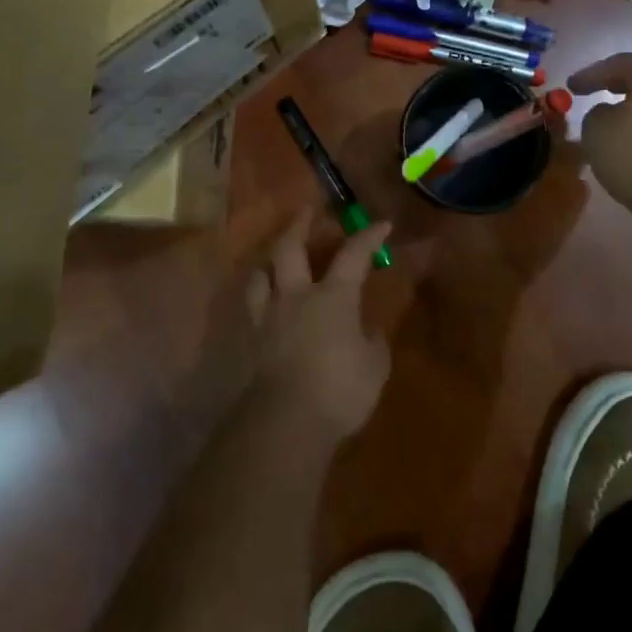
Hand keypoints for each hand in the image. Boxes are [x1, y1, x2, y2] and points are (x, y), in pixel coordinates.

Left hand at [243, 208, 393, 440]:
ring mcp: (268, 316)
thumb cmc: (339, 390)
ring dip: (269, 259)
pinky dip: (258, 295)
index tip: (382, 224)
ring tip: (274, 257)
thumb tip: (369, 329)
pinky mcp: (250, 340)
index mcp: (333, 297)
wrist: (285, 422)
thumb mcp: (373, 367)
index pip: (353, 256)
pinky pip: (251, 307)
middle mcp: (296, 296)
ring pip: (261, 273)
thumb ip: (372, 341)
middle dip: (299, 224)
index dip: (369, 237)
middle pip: (290, 248)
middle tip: (305, 210)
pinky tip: (262, 301)